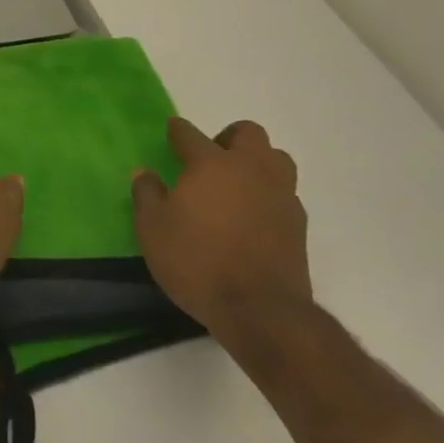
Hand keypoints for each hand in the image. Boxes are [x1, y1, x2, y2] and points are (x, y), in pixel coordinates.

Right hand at [133, 117, 309, 343]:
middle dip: (228, 137)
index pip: (190, 134)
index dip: (177, 130)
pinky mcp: (298, 225)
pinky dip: (268, 194)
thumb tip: (145, 173)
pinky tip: (251, 216)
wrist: (261, 311)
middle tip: (210, 158)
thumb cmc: (197, 262)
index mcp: (211, 164)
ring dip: (257, 162)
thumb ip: (146, 195)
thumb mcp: (152, 229)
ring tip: (236, 184)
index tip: (171, 130)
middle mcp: (250, 170)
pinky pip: (284, 193)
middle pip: (248, 133)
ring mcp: (280, 196)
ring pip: (276, 159)